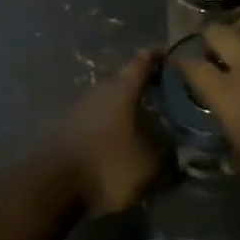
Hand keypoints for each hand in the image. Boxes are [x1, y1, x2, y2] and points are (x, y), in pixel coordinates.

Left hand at [50, 50, 164, 214]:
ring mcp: (77, 108)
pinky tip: (115, 139)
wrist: (50, 185)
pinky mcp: (64, 128)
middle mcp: (98, 90)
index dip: (157, 56)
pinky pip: (93, 119)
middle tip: (162, 92)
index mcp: (122, 89)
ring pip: (106, 100)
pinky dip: (107, 124)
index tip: (169, 54)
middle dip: (141, 85)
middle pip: (123, 80)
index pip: (142, 62)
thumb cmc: (107, 166)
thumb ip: (171, 157)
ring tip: (141, 118)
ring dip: (122, 107)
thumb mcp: (149, 166)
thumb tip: (189, 152)